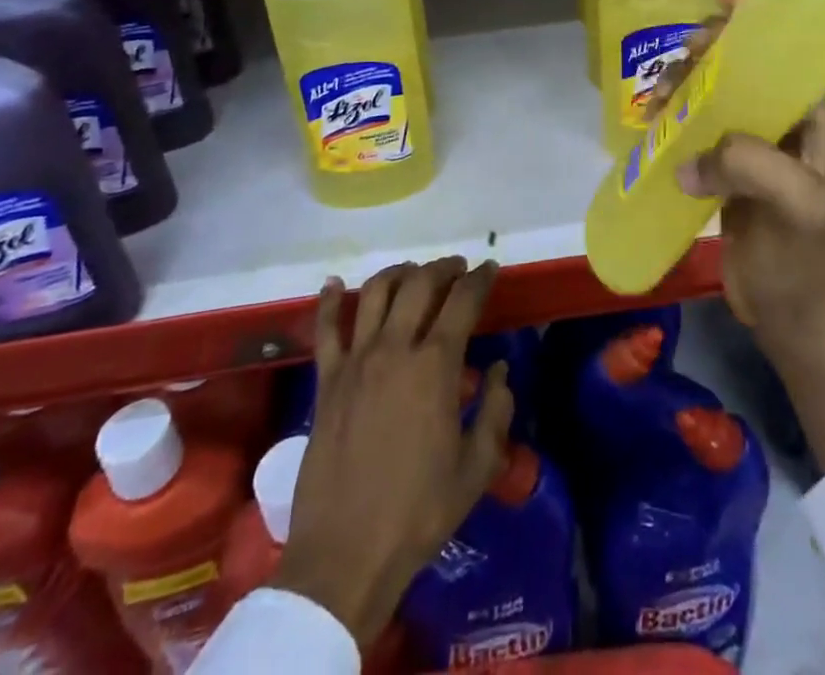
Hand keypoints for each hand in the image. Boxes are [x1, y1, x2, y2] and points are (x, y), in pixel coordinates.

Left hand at [273, 258, 511, 645]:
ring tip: (413, 272)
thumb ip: (495, 411)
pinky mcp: (326, 381)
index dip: (480, 278)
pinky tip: (334, 284)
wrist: (345, 556)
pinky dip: (330, 300)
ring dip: (398, 273)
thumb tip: (498, 371)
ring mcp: (356, 361)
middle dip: (443, 268)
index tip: (490, 269)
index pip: (463, 301)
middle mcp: (395, 348)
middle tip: (457, 268)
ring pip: (375, 293)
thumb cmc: (418, 513)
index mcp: (436, 366)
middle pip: (420, 284)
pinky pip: (326, 329)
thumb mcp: (476, 468)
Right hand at [654, 0, 824, 339]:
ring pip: (714, 89)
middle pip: (742, 62)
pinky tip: (653, 120)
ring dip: (684, 83)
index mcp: (810, 115)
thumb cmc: (800, 255)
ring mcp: (751, 140)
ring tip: (657, 103)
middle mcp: (782, 118)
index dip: (756, 19)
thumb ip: (750, 164)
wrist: (786, 309)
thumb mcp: (791, 205)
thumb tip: (687, 161)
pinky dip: (674, 114)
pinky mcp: (725, 164)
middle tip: (681, 60)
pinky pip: (697, 123)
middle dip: (709, 51)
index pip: (786, 51)